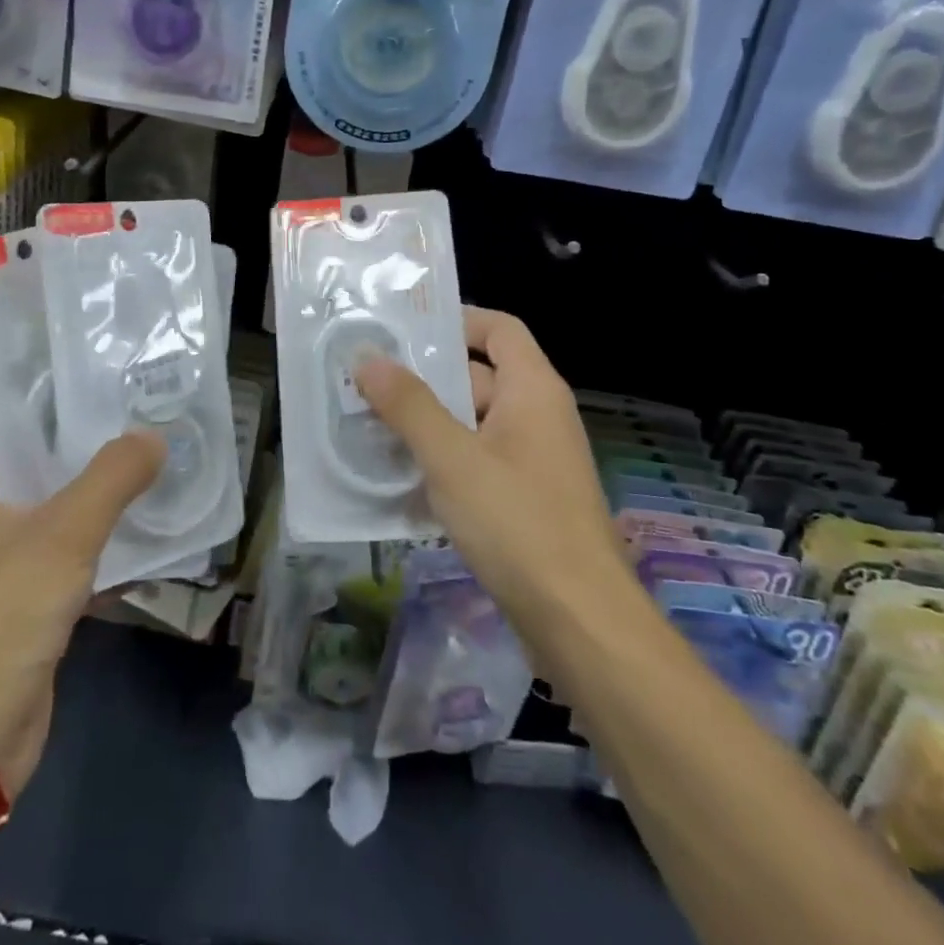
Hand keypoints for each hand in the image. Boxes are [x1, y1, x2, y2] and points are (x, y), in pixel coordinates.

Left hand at [0, 390, 163, 795]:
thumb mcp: (61, 535)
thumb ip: (112, 478)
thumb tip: (154, 437)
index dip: (11, 371)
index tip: (63, 348)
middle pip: (12, 446)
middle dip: (60, 419)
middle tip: (116, 387)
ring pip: (39, 496)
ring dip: (80, 474)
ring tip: (135, 435)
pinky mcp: (16, 597)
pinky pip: (57, 545)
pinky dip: (90, 526)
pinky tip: (136, 510)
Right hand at [355, 307, 624, 631]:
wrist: (580, 624)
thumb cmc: (518, 524)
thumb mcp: (452, 458)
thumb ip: (408, 405)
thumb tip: (367, 357)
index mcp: (533, 390)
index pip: (498, 329)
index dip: (456, 320)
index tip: (403, 329)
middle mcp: (537, 417)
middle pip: (476, 377)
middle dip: (422, 379)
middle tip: (363, 380)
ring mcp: (531, 461)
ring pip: (470, 424)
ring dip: (424, 425)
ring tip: (366, 425)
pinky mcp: (522, 501)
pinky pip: (474, 463)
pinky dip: (440, 462)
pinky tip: (395, 479)